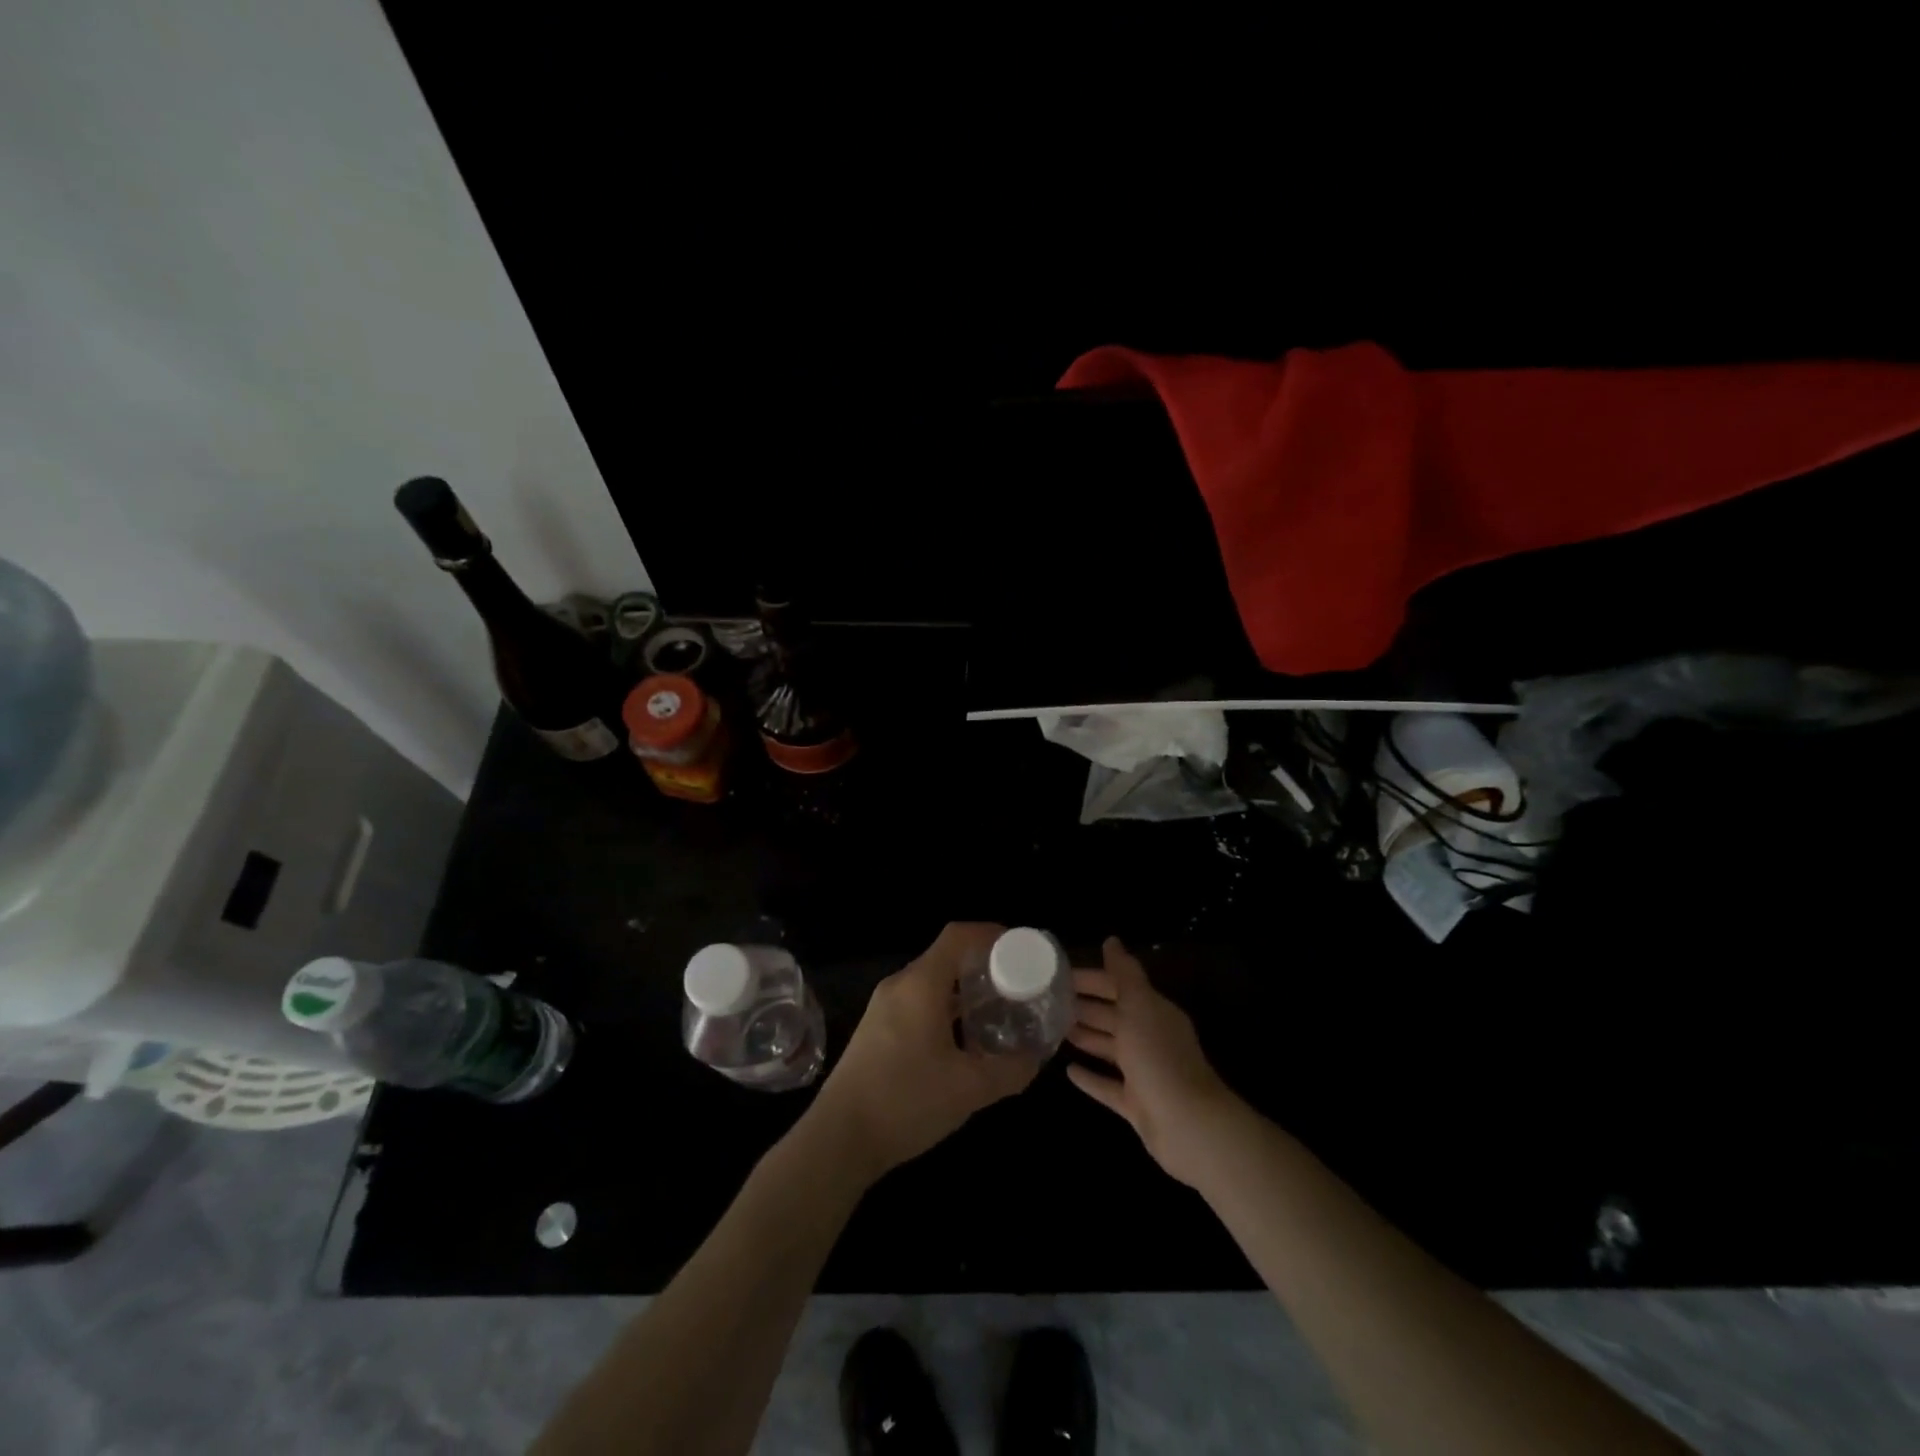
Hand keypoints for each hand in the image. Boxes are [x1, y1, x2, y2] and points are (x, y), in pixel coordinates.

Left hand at [808, 922, 1040, 1180]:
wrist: (838, 1139)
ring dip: (965, 992)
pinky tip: (964, 1042)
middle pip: (947, 957)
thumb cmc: (906, 1101)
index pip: (959, 935)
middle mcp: (900, 985)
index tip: (1023, 949)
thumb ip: (1011, 1070)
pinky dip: (946, 1009)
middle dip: (984, 966)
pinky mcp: (876, 1030)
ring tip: (997, 1013)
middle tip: (1017, 986)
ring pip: (932, 983)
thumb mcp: (970, 1089)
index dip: (992, 934)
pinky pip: (918, 1003)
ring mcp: (883, 1007)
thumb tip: (1037, 1058)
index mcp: (921, 984)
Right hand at [1066, 937, 1239, 1187]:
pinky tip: (1068, 1071)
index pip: (1117, 986)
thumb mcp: (1139, 1006)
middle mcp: (1149, 1037)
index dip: (1089, 979)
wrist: (1188, 1126)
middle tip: (1047, 1002)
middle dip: (1083, 1006)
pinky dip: (1091, 1078)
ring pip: (1109, 1048)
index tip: (1056, 975)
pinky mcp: (1136, 1104)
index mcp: (1153, 1011)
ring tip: (1054, 1030)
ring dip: (1085, 1037)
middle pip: (1112, 1016)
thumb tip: (1111, 940)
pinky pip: (1108, 1086)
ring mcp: (1143, 1072)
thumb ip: (1124, 973)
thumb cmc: (1158, 1057)